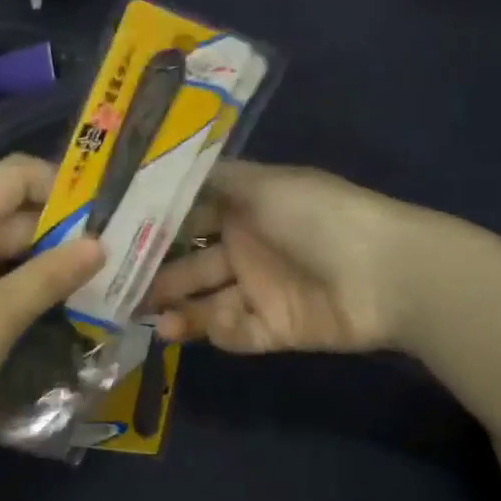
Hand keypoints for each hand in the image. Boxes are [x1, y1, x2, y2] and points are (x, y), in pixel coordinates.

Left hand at [0, 156, 103, 456]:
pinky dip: (17, 284)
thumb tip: (99, 245)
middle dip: (63, 232)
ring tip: (94, 285)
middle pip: (13, 211)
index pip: (18, 174)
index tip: (108, 220)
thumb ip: (50, 275)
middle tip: (116, 261)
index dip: (65, 187)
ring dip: (44, 263)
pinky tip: (50, 306)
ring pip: (2, 247)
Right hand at [140, 161, 417, 353]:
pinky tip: (211, 326)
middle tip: (119, 291)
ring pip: (210, 303)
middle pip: (193, 265)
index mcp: (246, 208)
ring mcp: (264, 291)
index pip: (191, 219)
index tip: (114, 240)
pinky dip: (223, 331)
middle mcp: (250, 248)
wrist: (387, 273)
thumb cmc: (318, 217)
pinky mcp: (278, 328)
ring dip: (181, 311)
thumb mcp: (263, 185)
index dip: (156, 229)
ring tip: (152, 319)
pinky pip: (240, 332)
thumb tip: (165, 168)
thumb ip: (213, 181)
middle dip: (159, 276)